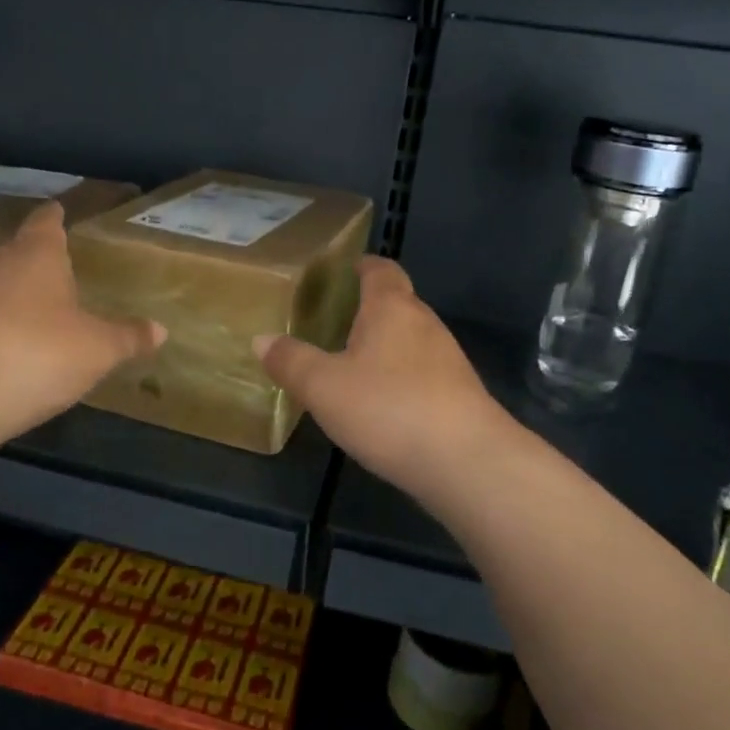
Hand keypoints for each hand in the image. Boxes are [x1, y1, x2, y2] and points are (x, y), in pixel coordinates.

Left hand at [0, 202, 163, 443]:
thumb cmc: (43, 349)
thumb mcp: (99, 347)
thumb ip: (127, 336)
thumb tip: (160, 330)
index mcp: (38, 255)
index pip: (46, 223)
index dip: (54, 216)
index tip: (59, 209)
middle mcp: (3, 269)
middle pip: (19, 251)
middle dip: (38, 254)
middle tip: (60, 256)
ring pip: (3, 286)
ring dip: (22, 291)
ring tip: (48, 300)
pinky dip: (10, 325)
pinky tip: (27, 342)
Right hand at [254, 257, 511, 501]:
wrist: (467, 462)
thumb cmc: (388, 408)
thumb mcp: (324, 387)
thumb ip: (292, 361)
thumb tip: (262, 339)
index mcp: (391, 308)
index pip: (381, 271)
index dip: (364, 266)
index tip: (347, 268)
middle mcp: (425, 324)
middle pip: (398, 303)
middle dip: (370, 308)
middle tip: (335, 321)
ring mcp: (449, 359)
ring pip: (412, 339)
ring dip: (386, 345)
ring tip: (353, 362)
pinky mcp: (460, 394)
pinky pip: (423, 372)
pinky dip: (401, 376)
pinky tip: (383, 403)